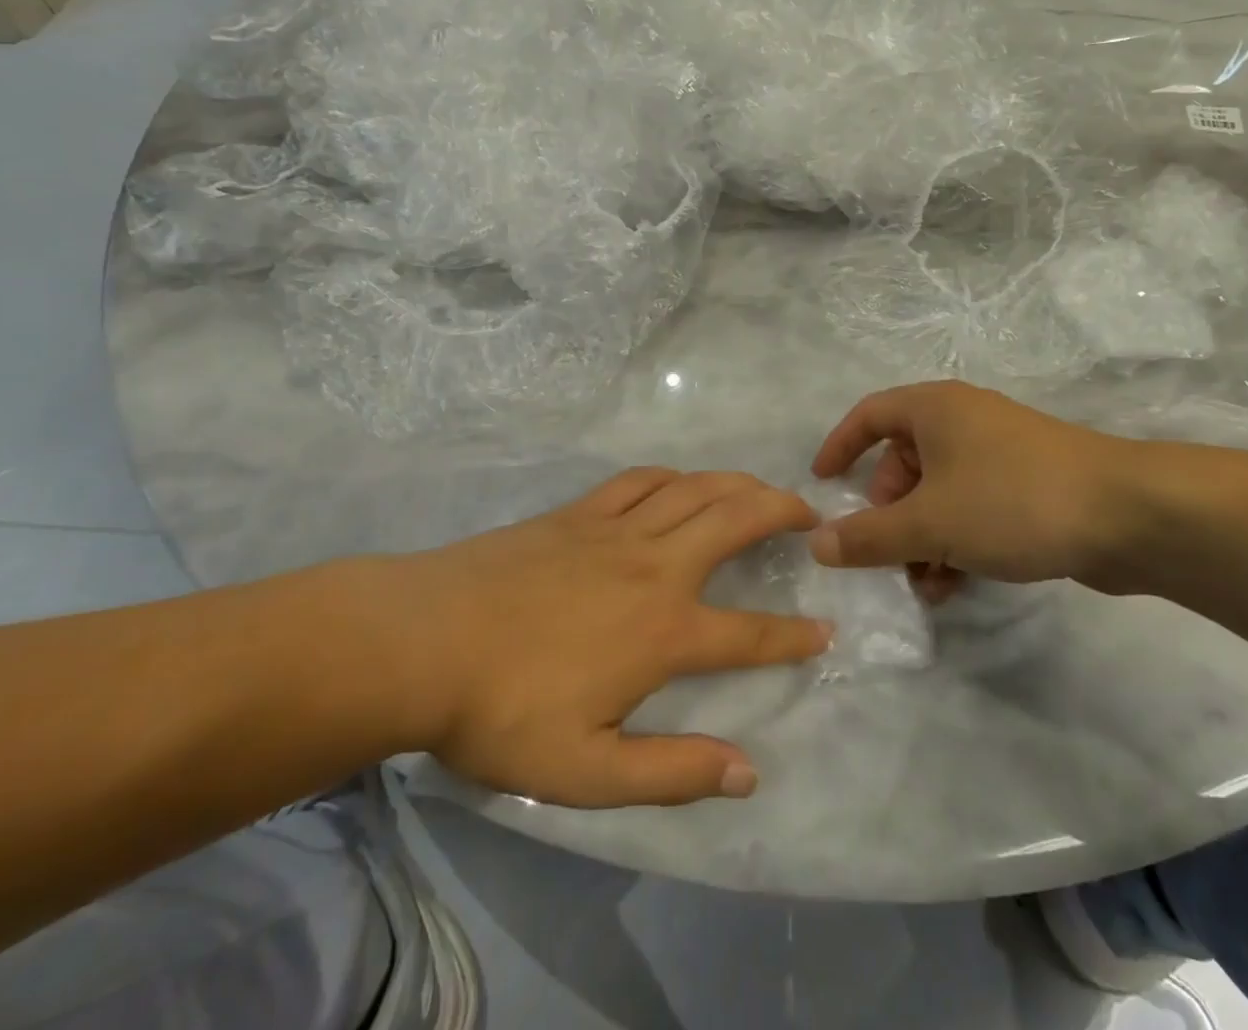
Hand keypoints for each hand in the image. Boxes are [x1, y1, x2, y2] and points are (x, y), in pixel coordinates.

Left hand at [392, 469, 831, 808]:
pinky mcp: (580, 512)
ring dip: (738, 484)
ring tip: (762, 490)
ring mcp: (616, 530)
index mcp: (664, 632)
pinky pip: (641, 480)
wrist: (423, 640)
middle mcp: (655, 567)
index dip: (793, 636)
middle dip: (783, 512)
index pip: (750, 634)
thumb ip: (672, 772)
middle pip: (736, 521)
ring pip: (696, 488)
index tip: (824, 631)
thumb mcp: (586, 772)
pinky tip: (680, 481)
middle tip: (809, 516)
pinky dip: (673, 475)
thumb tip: (748, 772)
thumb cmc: (504, 711)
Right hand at [808, 381, 1151, 590]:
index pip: (869, 415)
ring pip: (939, 492)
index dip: (840, 446)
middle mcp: (963, 422)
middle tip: (886, 552)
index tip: (822, 484)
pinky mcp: (1028, 485)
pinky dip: (956, 540)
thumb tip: (817, 543)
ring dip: (922, 537)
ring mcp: (999, 453)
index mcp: (934, 409)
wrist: (1129, 515)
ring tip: (923, 583)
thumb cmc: (1012, 500)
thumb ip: (868, 536)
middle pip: (903, 462)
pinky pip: (973, 507)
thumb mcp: (930, 522)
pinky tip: (956, 584)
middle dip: (888, 512)